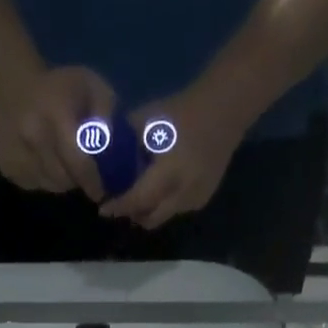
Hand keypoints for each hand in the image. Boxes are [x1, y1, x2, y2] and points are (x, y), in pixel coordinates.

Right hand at [0, 66, 116, 200]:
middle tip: (86, 173)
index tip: (103, 189)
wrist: (8, 85)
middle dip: (80, 180)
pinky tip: (46, 160)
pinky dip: (46, 179)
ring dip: (63, 180)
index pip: (79, 162)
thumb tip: (115, 152)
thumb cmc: (58, 86)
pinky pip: (36, 184)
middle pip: (65, 178)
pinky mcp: (7, 168)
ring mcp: (17, 155)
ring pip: (51, 185)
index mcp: (56, 114)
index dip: (94, 180)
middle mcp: (33, 137)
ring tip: (65, 162)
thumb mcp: (90, 86)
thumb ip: (107, 115)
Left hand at [99, 83, 249, 229]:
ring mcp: (196, 198)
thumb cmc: (182, 111)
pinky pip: (176, 211)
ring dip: (147, 212)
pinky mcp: (203, 198)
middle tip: (117, 206)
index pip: (138, 199)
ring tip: (135, 198)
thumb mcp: (147, 121)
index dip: (119, 207)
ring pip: (163, 217)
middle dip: (132, 214)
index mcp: (169, 172)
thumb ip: (125, 142)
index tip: (103, 208)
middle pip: (150, 218)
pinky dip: (163, 206)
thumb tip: (102, 157)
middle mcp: (183, 191)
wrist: (225, 109)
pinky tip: (157, 192)